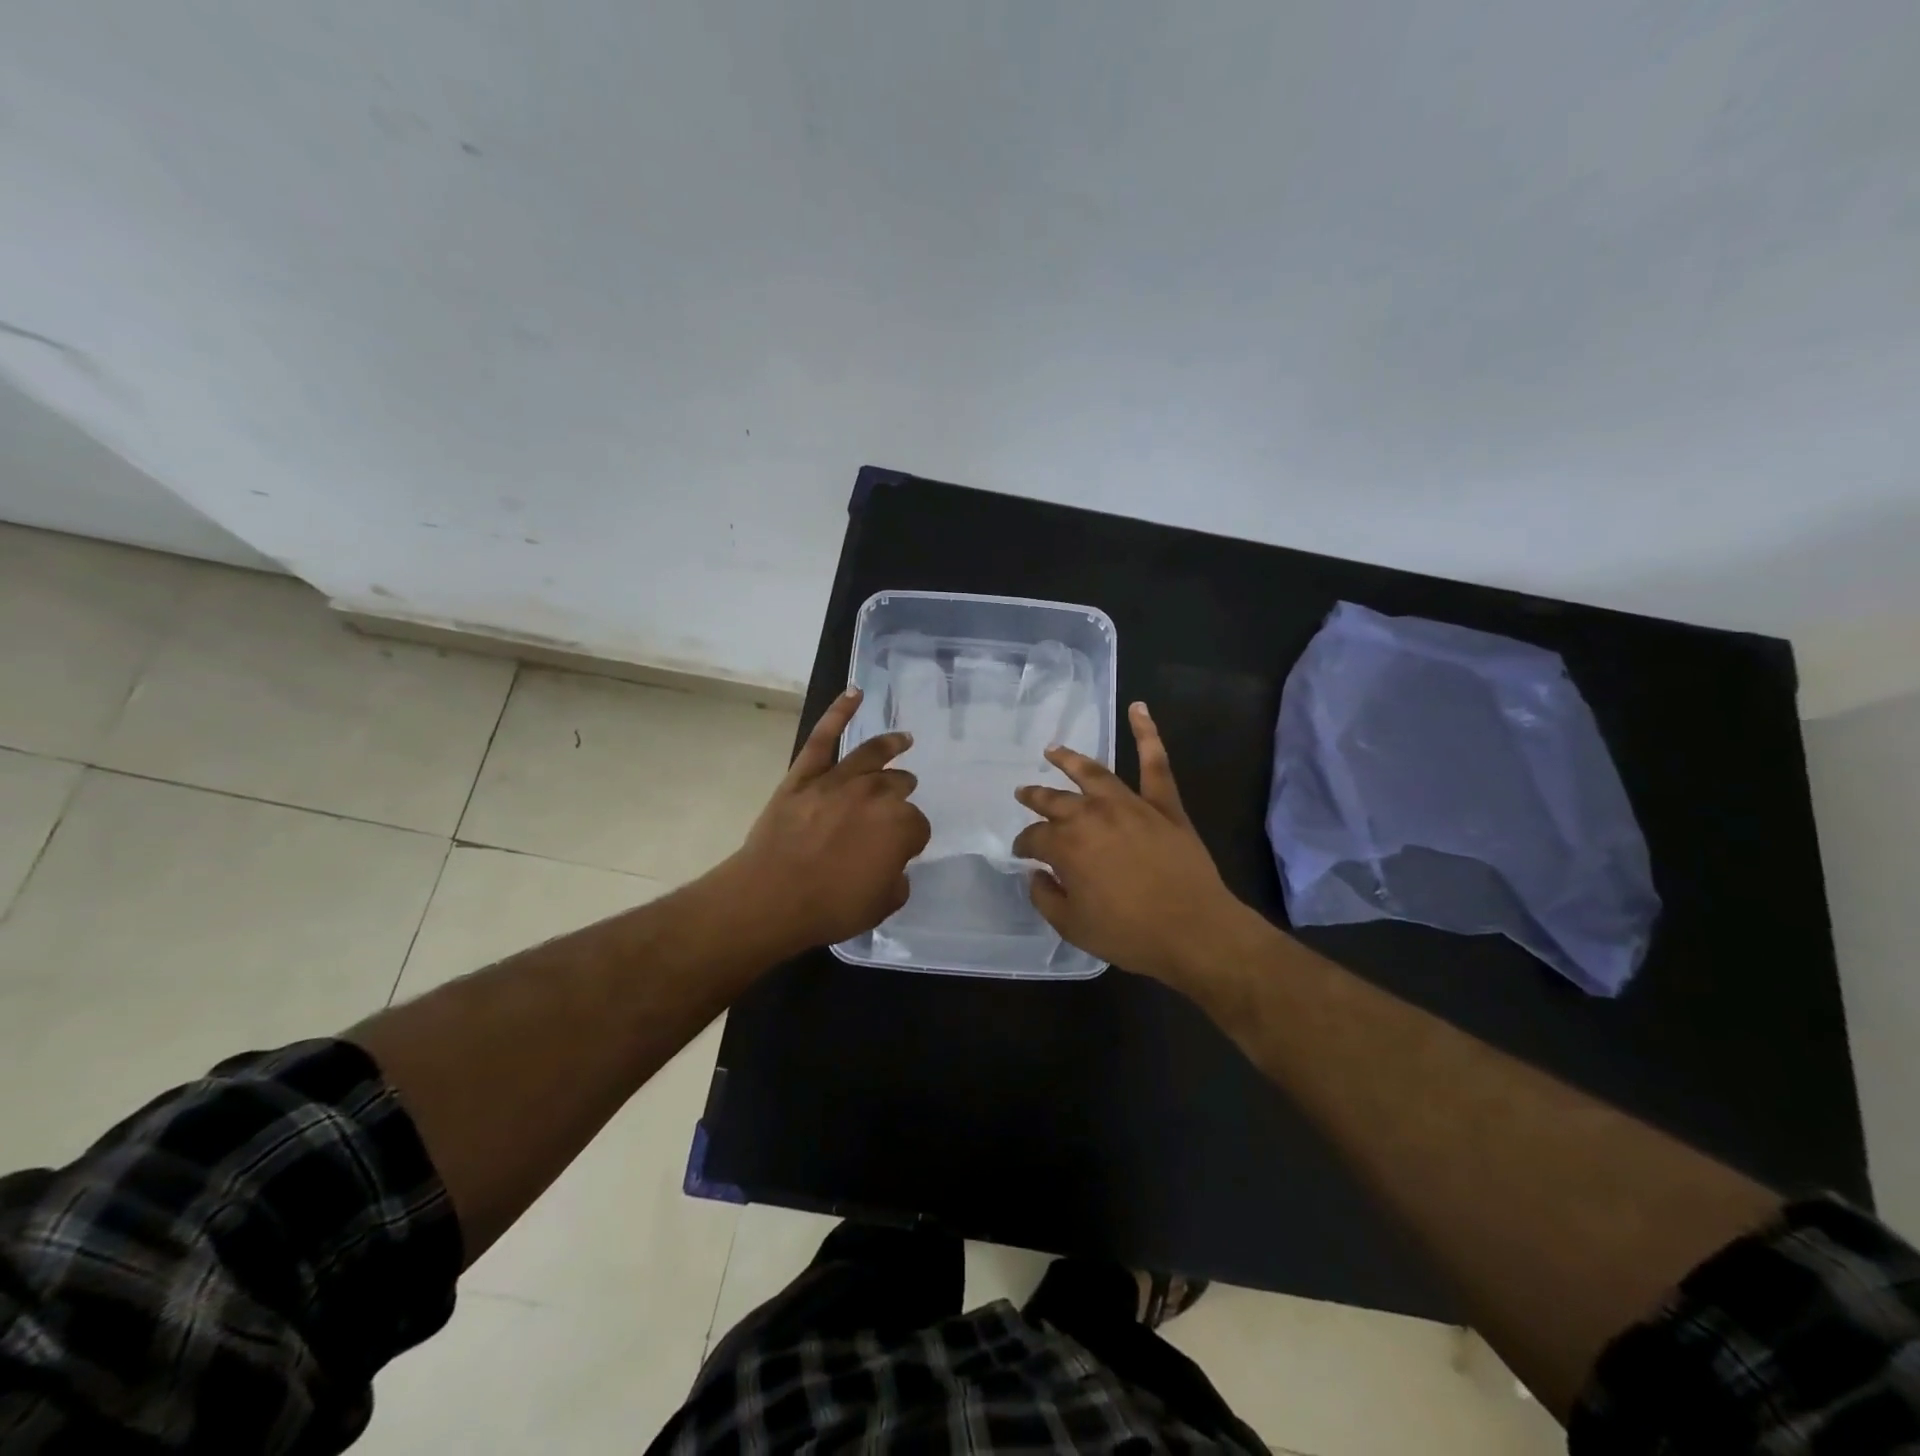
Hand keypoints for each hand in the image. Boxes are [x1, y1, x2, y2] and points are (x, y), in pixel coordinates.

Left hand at [725, 688, 930, 953]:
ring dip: (891, 746)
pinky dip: (839, 712)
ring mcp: (838, 780)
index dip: (910, 839)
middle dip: (901, 795)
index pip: (918, 826)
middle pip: (898, 786)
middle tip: (897, 804)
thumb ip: (896, 879)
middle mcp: (876, 794)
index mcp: (900, 826)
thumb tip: (892, 864)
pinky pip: (823, 737)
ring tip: (903, 740)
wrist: (772, 896)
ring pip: (872, 755)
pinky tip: (854, 693)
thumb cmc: (830, 906)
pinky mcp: (805, 775)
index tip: (900, 851)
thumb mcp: (882, 905)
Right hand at [1013, 702, 1252, 986]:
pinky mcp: (1163, 804)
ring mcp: (1129, 804)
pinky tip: (1139, 708)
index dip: (1025, 846)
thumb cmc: (1129, 933)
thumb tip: (1036, 875)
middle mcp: (1091, 815)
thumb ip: (1045, 897)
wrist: (1193, 931)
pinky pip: (1155, 763)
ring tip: (1053, 750)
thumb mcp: (1072, 926)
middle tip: (1024, 793)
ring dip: (1070, 760)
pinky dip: (1147, 733)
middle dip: (1036, 798)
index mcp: (1066, 846)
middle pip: (1055, 801)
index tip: (1023, 855)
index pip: (1034, 838)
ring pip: (1093, 773)